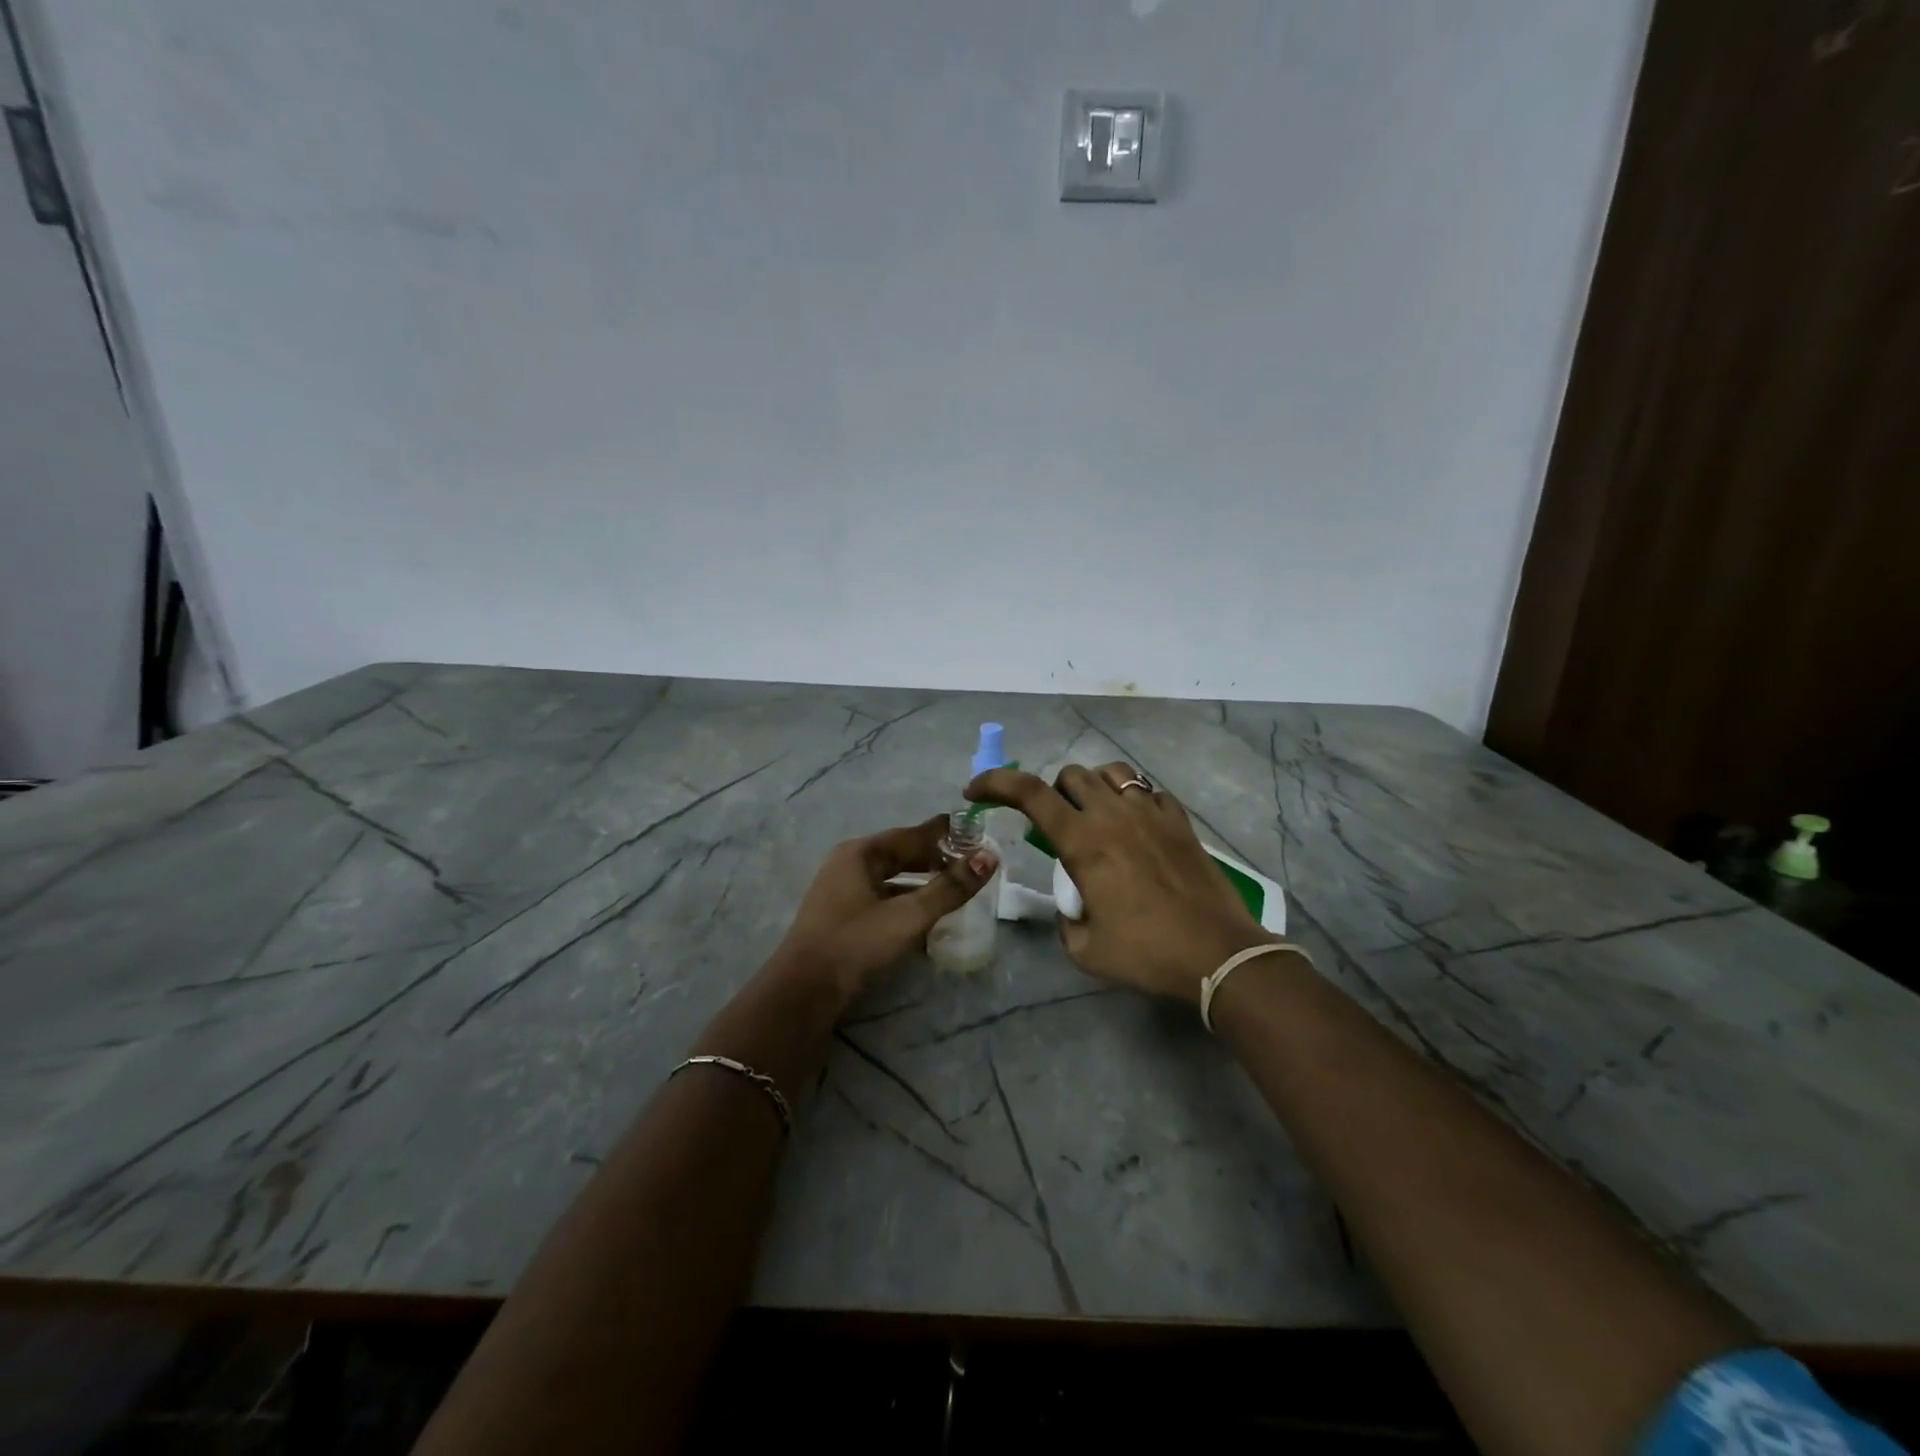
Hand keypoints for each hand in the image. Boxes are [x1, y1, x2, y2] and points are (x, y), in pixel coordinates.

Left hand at [770, 816, 997, 1005]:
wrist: (804, 991)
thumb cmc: (856, 943)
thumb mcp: (909, 915)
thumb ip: (950, 888)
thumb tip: (989, 857)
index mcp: (861, 853)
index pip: (912, 834)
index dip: (944, 833)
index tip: (976, 831)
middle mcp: (850, 864)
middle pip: (901, 854)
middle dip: (935, 858)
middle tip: (971, 863)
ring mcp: (843, 891)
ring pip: (892, 879)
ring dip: (923, 883)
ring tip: (956, 889)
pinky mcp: (844, 917)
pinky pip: (883, 899)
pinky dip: (907, 902)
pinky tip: (928, 918)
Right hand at [967, 763, 1270, 1004]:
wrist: (1218, 953)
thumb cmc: (1147, 953)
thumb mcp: (1085, 949)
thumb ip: (1066, 918)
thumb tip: (1072, 904)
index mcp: (1083, 841)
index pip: (1029, 793)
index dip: (996, 782)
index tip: (977, 790)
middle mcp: (1113, 815)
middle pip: (1071, 775)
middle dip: (1053, 794)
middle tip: (1057, 825)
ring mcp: (1151, 812)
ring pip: (1111, 772)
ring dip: (1093, 788)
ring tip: (1097, 817)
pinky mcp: (1180, 820)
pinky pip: (1149, 790)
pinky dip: (1133, 799)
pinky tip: (1137, 826)